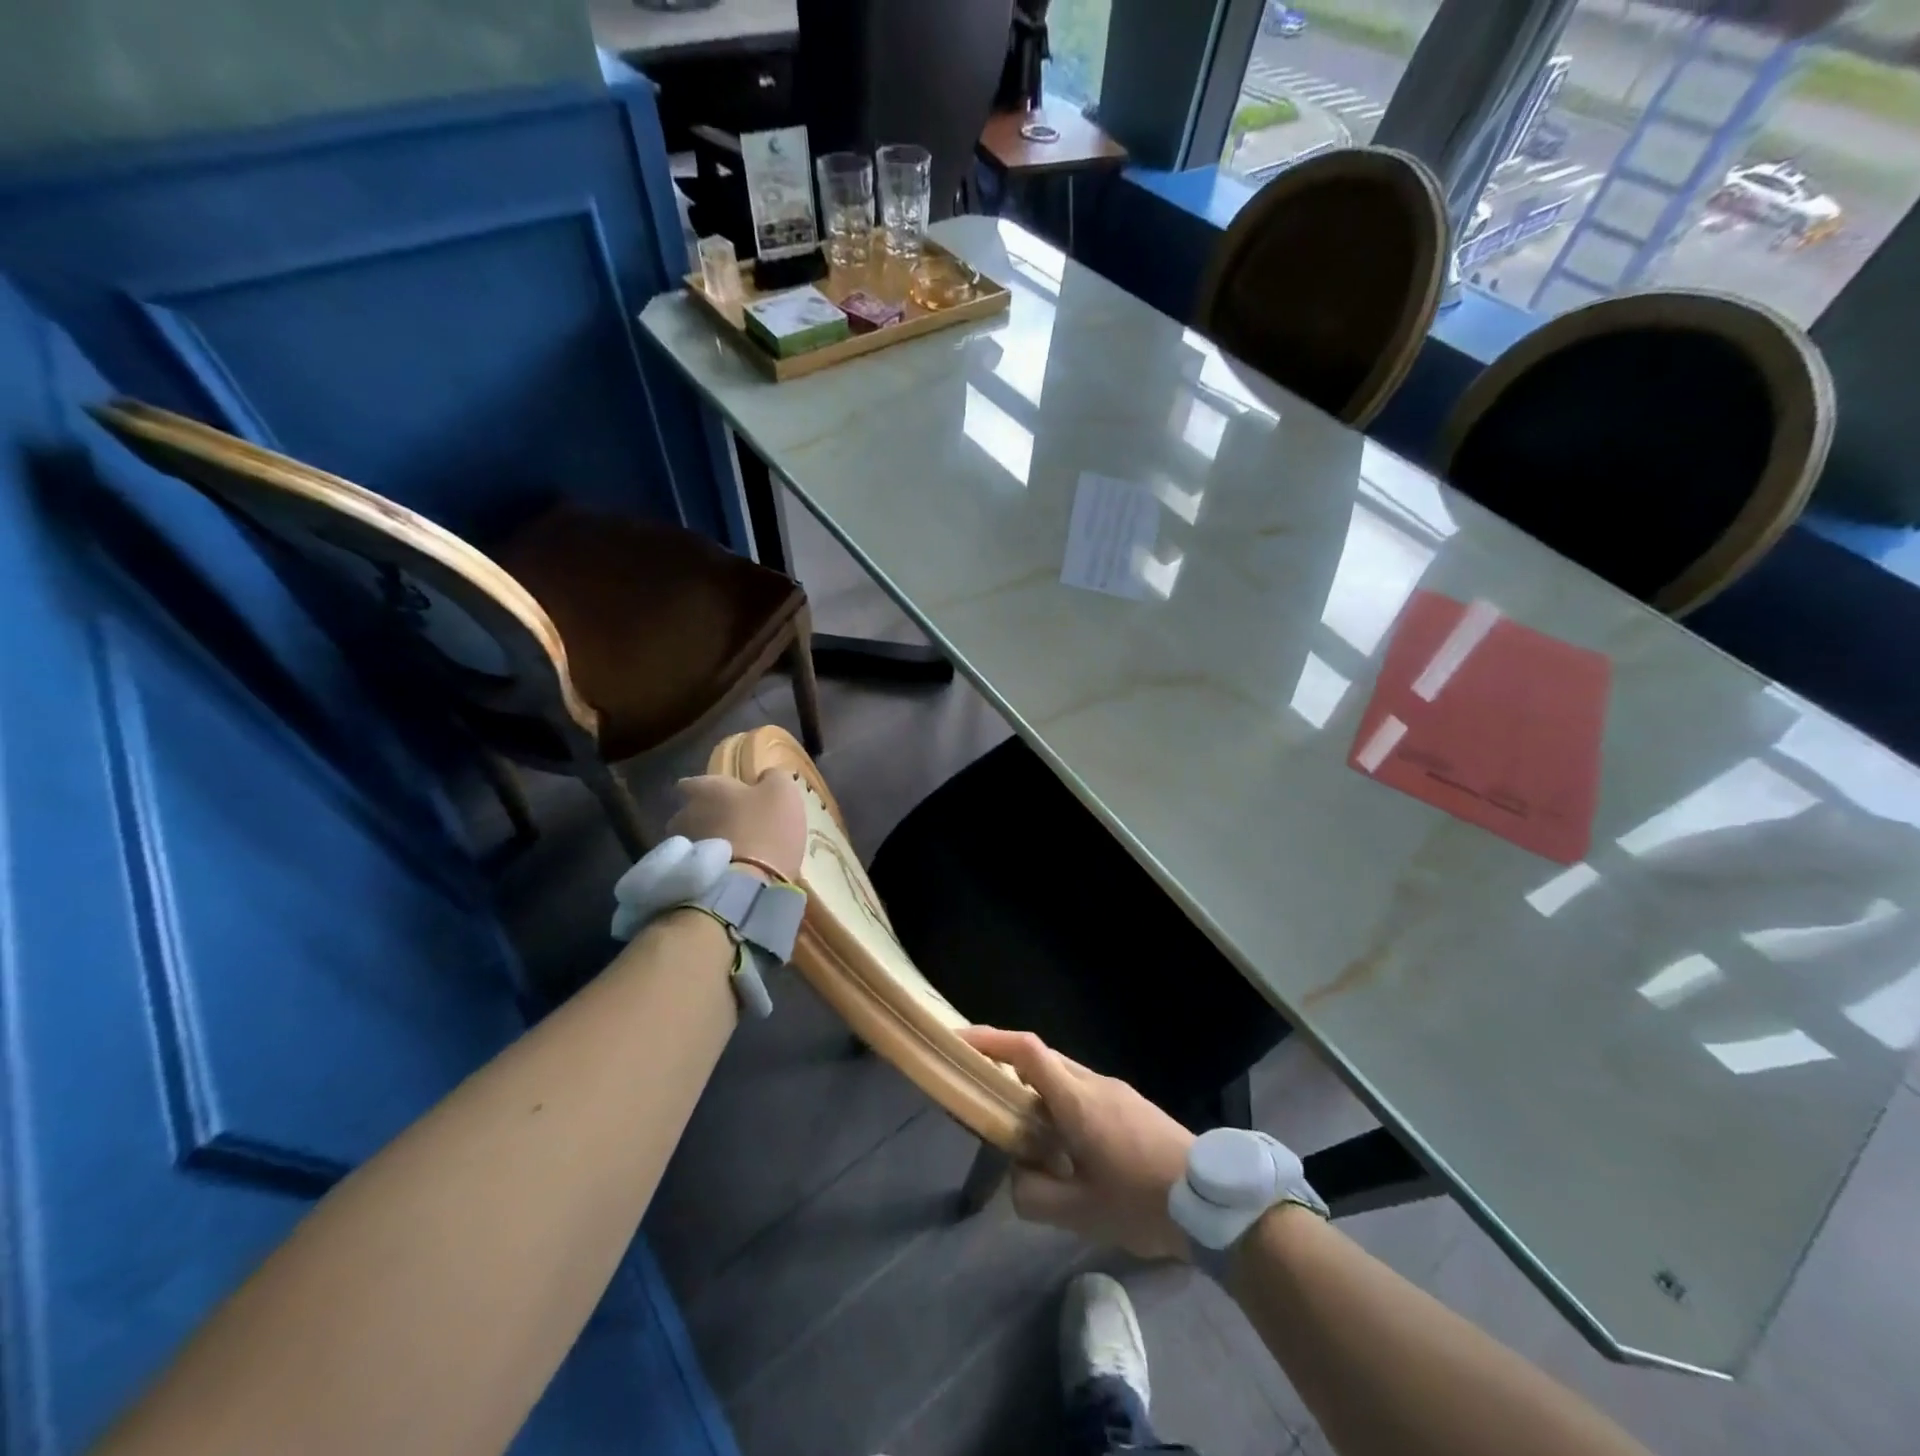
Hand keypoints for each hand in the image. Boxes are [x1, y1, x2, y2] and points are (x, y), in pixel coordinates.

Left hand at [667, 770, 806, 883]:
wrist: (747, 888)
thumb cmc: (766, 829)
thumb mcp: (783, 792)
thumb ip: (773, 777)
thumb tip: (765, 776)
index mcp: (706, 789)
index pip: (693, 782)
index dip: (708, 789)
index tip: (723, 796)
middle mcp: (685, 814)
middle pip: (691, 813)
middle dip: (707, 818)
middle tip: (733, 827)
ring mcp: (683, 849)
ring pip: (694, 841)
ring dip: (708, 845)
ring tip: (732, 856)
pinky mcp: (685, 878)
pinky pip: (698, 867)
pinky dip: (709, 869)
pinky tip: (730, 876)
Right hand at [960, 1027, 1193, 1260]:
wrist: (1215, 1203)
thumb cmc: (1143, 1202)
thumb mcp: (1080, 1213)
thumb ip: (1034, 1194)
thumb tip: (1017, 1175)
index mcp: (1077, 1100)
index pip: (1027, 1051)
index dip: (990, 1040)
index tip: (960, 1041)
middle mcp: (1094, 1083)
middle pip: (1041, 1058)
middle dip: (1006, 1066)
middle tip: (981, 1094)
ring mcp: (1116, 1090)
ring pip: (1063, 1076)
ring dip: (1036, 1091)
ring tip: (1022, 1132)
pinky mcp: (1131, 1104)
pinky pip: (1083, 1091)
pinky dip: (1060, 1104)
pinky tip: (1064, 1146)